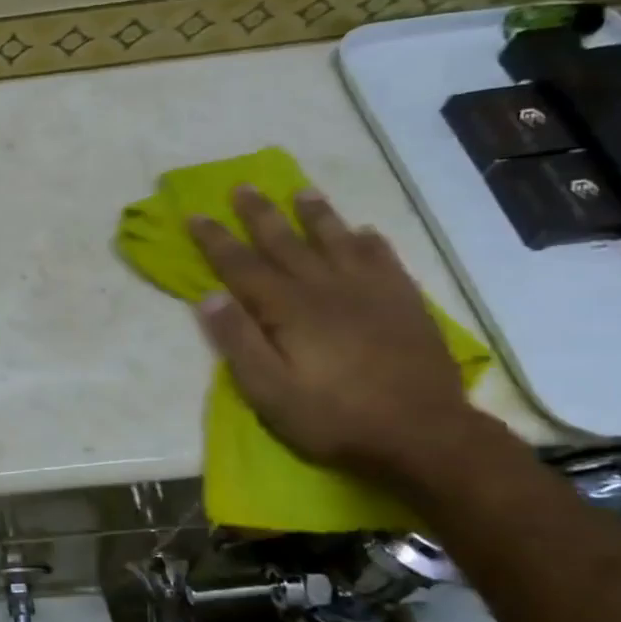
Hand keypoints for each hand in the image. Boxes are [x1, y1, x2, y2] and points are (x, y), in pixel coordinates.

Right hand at [186, 186, 478, 481]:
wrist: (425, 435)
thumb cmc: (334, 417)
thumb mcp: (269, 391)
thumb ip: (238, 342)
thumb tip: (208, 297)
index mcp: (288, 310)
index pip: (241, 266)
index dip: (215, 240)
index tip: (195, 214)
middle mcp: (326, 289)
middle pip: (286, 242)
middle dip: (260, 214)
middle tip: (243, 186)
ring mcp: (371, 293)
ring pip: (337, 241)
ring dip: (316, 215)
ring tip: (302, 191)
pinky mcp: (405, 304)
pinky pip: (385, 260)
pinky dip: (371, 243)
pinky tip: (365, 233)